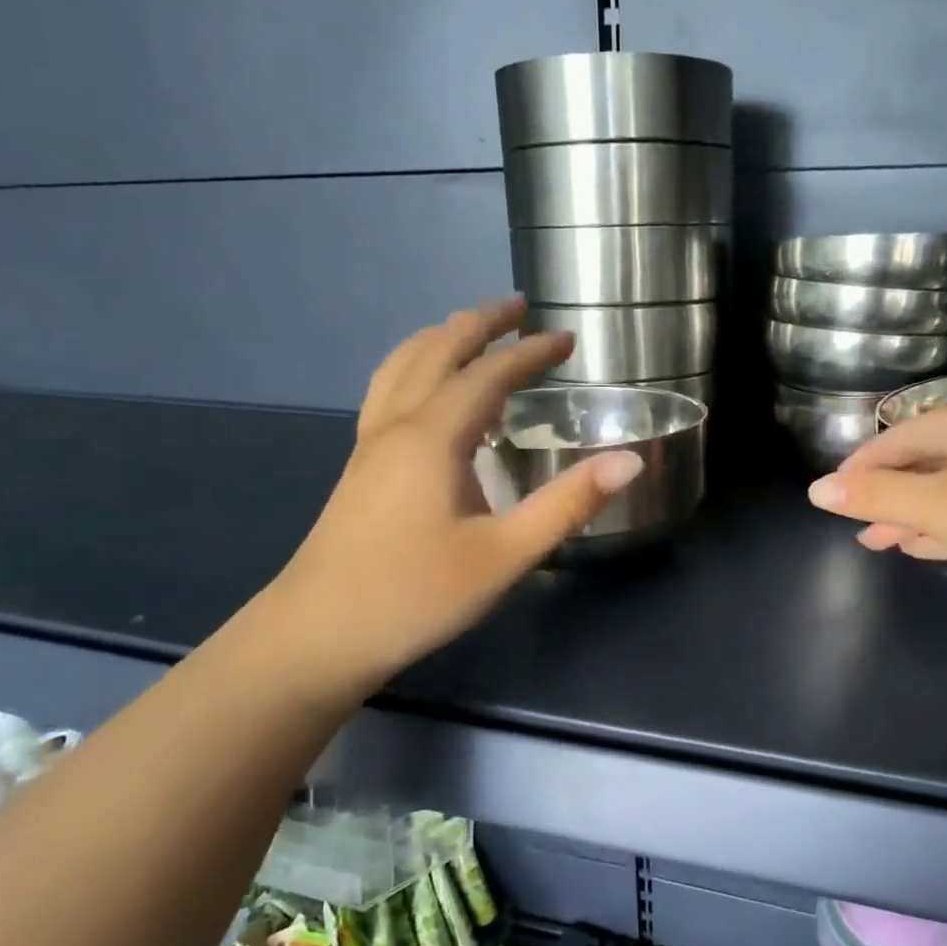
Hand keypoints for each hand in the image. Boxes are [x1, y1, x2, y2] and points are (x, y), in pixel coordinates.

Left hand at [270, 297, 643, 693]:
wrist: (317, 636)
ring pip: (403, 365)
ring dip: (442, 338)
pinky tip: (430, 393)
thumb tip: (629, 460)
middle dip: (481, 323)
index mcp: (432, 437)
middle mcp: (397, 425)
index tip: (568, 339)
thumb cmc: (415, 596)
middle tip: (520, 309)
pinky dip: (418, 368)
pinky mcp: (360, 467)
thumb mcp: (503, 555)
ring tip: (474, 333)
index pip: (488, 373)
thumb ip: (567, 504)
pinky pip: (389, 391)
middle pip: (437, 350)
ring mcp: (370, 444)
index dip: (530, 352)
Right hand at [805, 401, 946, 616]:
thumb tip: (816, 491)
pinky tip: (930, 547)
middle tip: (857, 526)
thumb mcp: (941, 507)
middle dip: (888, 494)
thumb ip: (878, 498)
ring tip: (883, 543)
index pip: (902, 435)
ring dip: (915, 515)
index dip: (861, 465)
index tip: (832, 498)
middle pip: (928, 461)